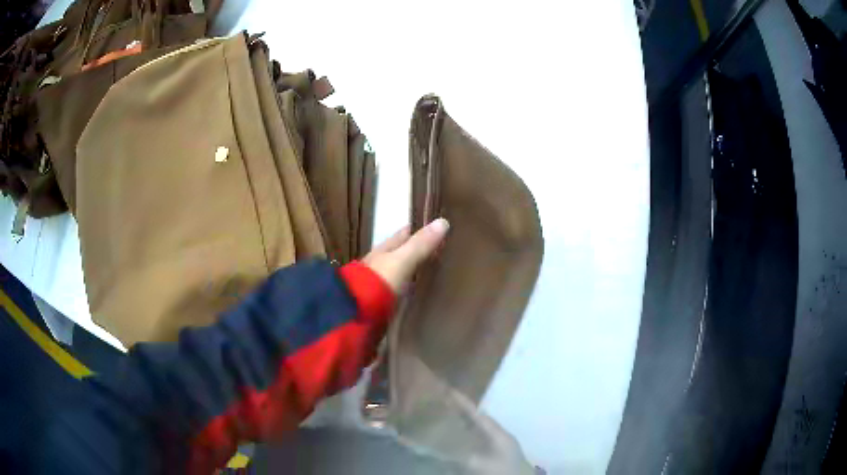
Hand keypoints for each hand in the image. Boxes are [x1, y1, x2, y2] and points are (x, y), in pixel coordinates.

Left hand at [363, 218, 449, 293]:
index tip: (442, 229)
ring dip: (419, 270)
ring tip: (441, 273)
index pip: (407, 232)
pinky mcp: (385, 299)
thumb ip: (421, 244)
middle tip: (447, 253)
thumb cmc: (379, 280)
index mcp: (386, 248)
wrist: (358, 311)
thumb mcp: (403, 260)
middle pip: (406, 252)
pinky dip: (415, 288)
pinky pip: (405, 289)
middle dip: (423, 251)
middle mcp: (383, 261)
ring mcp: (383, 281)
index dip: (422, 229)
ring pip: (406, 270)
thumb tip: (443, 221)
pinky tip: (425, 293)